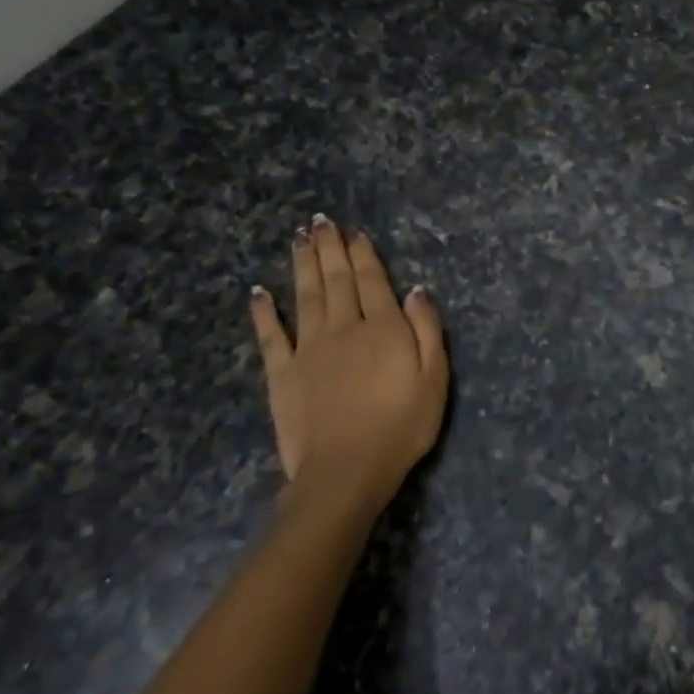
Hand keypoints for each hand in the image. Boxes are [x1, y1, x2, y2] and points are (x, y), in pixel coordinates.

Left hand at [247, 216, 448, 517]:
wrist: (345, 472)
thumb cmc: (401, 428)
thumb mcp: (434, 380)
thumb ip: (428, 331)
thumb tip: (417, 291)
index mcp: (383, 328)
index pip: (372, 281)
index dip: (363, 254)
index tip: (354, 232)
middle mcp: (344, 328)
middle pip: (336, 280)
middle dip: (330, 248)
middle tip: (320, 221)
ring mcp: (309, 349)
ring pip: (305, 296)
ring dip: (302, 265)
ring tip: (298, 238)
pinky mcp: (282, 373)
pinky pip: (271, 335)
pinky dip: (264, 312)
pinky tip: (258, 291)